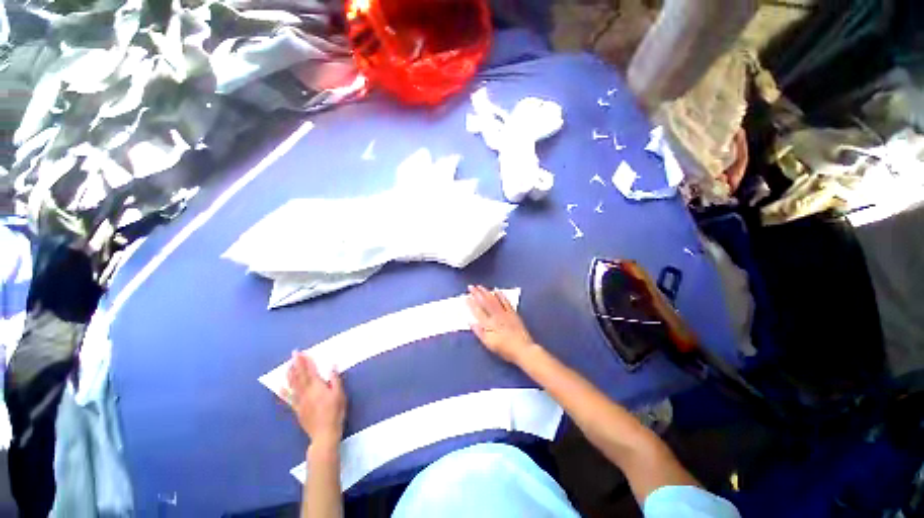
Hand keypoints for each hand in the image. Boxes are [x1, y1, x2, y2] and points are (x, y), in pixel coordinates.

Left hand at [282, 352, 346, 448]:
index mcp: (317, 387)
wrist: (324, 433)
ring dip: (290, 374)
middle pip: (300, 376)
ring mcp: (300, 401)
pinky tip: (280, 387)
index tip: (302, 353)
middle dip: (296, 364)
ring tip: (287, 365)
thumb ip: (335, 380)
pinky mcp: (297, 409)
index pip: (310, 371)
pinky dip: (284, 391)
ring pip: (293, 385)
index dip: (306, 361)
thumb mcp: (339, 394)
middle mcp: (306, 392)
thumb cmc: (335, 412)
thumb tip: (332, 366)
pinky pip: (289, 398)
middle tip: (293, 354)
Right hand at [466, 285, 536, 364]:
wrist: (523, 349)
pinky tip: (496, 290)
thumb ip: (479, 332)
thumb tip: (471, 322)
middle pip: (484, 302)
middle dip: (477, 294)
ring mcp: (505, 313)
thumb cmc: (504, 349)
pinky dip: (500, 295)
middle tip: (471, 287)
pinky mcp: (512, 313)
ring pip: (494, 300)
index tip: (465, 297)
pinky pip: (505, 301)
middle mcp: (496, 316)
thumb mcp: (489, 344)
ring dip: (486, 292)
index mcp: (489, 324)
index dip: (471, 304)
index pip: (477, 311)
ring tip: (480, 286)